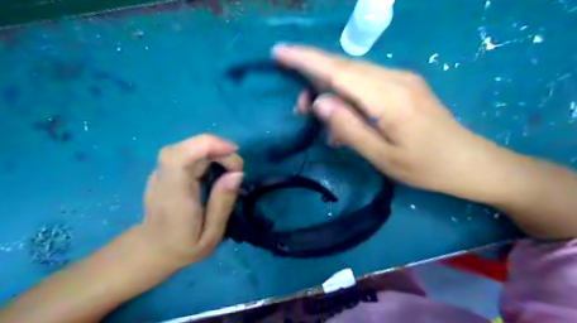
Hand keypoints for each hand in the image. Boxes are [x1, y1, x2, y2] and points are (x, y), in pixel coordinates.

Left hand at [144, 133, 244, 267]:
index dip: (208, 145)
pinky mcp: (165, 170)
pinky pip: (188, 153)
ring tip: (229, 170)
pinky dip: (207, 155)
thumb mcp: (211, 235)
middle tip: (236, 170)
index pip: (179, 157)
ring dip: (214, 152)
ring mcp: (161, 172)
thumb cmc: (184, 246)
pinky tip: (216, 169)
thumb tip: (237, 174)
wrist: (152, 249)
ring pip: (189, 147)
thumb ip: (223, 204)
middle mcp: (164, 178)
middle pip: (187, 147)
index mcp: (174, 196)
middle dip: (218, 150)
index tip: (233, 151)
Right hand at [274, 44, 508, 201]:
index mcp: (389, 97)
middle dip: (313, 79)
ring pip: (353, 74)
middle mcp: (394, 78)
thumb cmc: (425, 167)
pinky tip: (344, 120)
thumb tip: (319, 102)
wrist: (469, 163)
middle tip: (298, 106)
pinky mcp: (403, 86)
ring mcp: (401, 79)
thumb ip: (349, 128)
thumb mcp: (382, 156)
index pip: (338, 71)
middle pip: (343, 67)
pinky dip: (347, 97)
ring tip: (320, 119)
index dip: (306, 60)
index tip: (279, 52)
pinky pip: (366, 84)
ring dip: (330, 91)